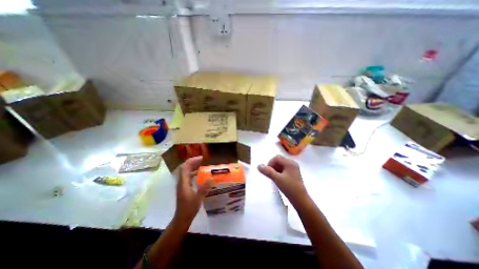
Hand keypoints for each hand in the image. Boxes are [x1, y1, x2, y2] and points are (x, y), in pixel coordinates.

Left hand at [175, 155, 210, 224]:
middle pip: (185, 168)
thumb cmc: (189, 209)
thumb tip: (211, 178)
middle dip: (193, 162)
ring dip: (193, 166)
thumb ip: (204, 188)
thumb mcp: (198, 198)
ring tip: (202, 164)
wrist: (182, 218)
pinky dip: (193, 172)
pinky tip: (200, 174)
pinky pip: (188, 176)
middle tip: (202, 159)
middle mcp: (181, 182)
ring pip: (186, 172)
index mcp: (183, 183)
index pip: (185, 167)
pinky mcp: (184, 187)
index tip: (201, 158)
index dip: (192, 161)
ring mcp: (182, 185)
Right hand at [261, 154, 307, 203]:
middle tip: (270, 174)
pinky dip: (278, 172)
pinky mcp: (293, 173)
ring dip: (275, 169)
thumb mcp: (277, 179)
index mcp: (290, 163)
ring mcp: (293, 168)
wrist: (301, 200)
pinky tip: (278, 178)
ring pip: (280, 165)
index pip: (277, 158)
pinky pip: (283, 169)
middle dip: (272, 166)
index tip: (267, 171)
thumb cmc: (289, 188)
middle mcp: (292, 163)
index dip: (270, 163)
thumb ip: (267, 171)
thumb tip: (258, 166)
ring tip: (274, 177)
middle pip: (279, 160)